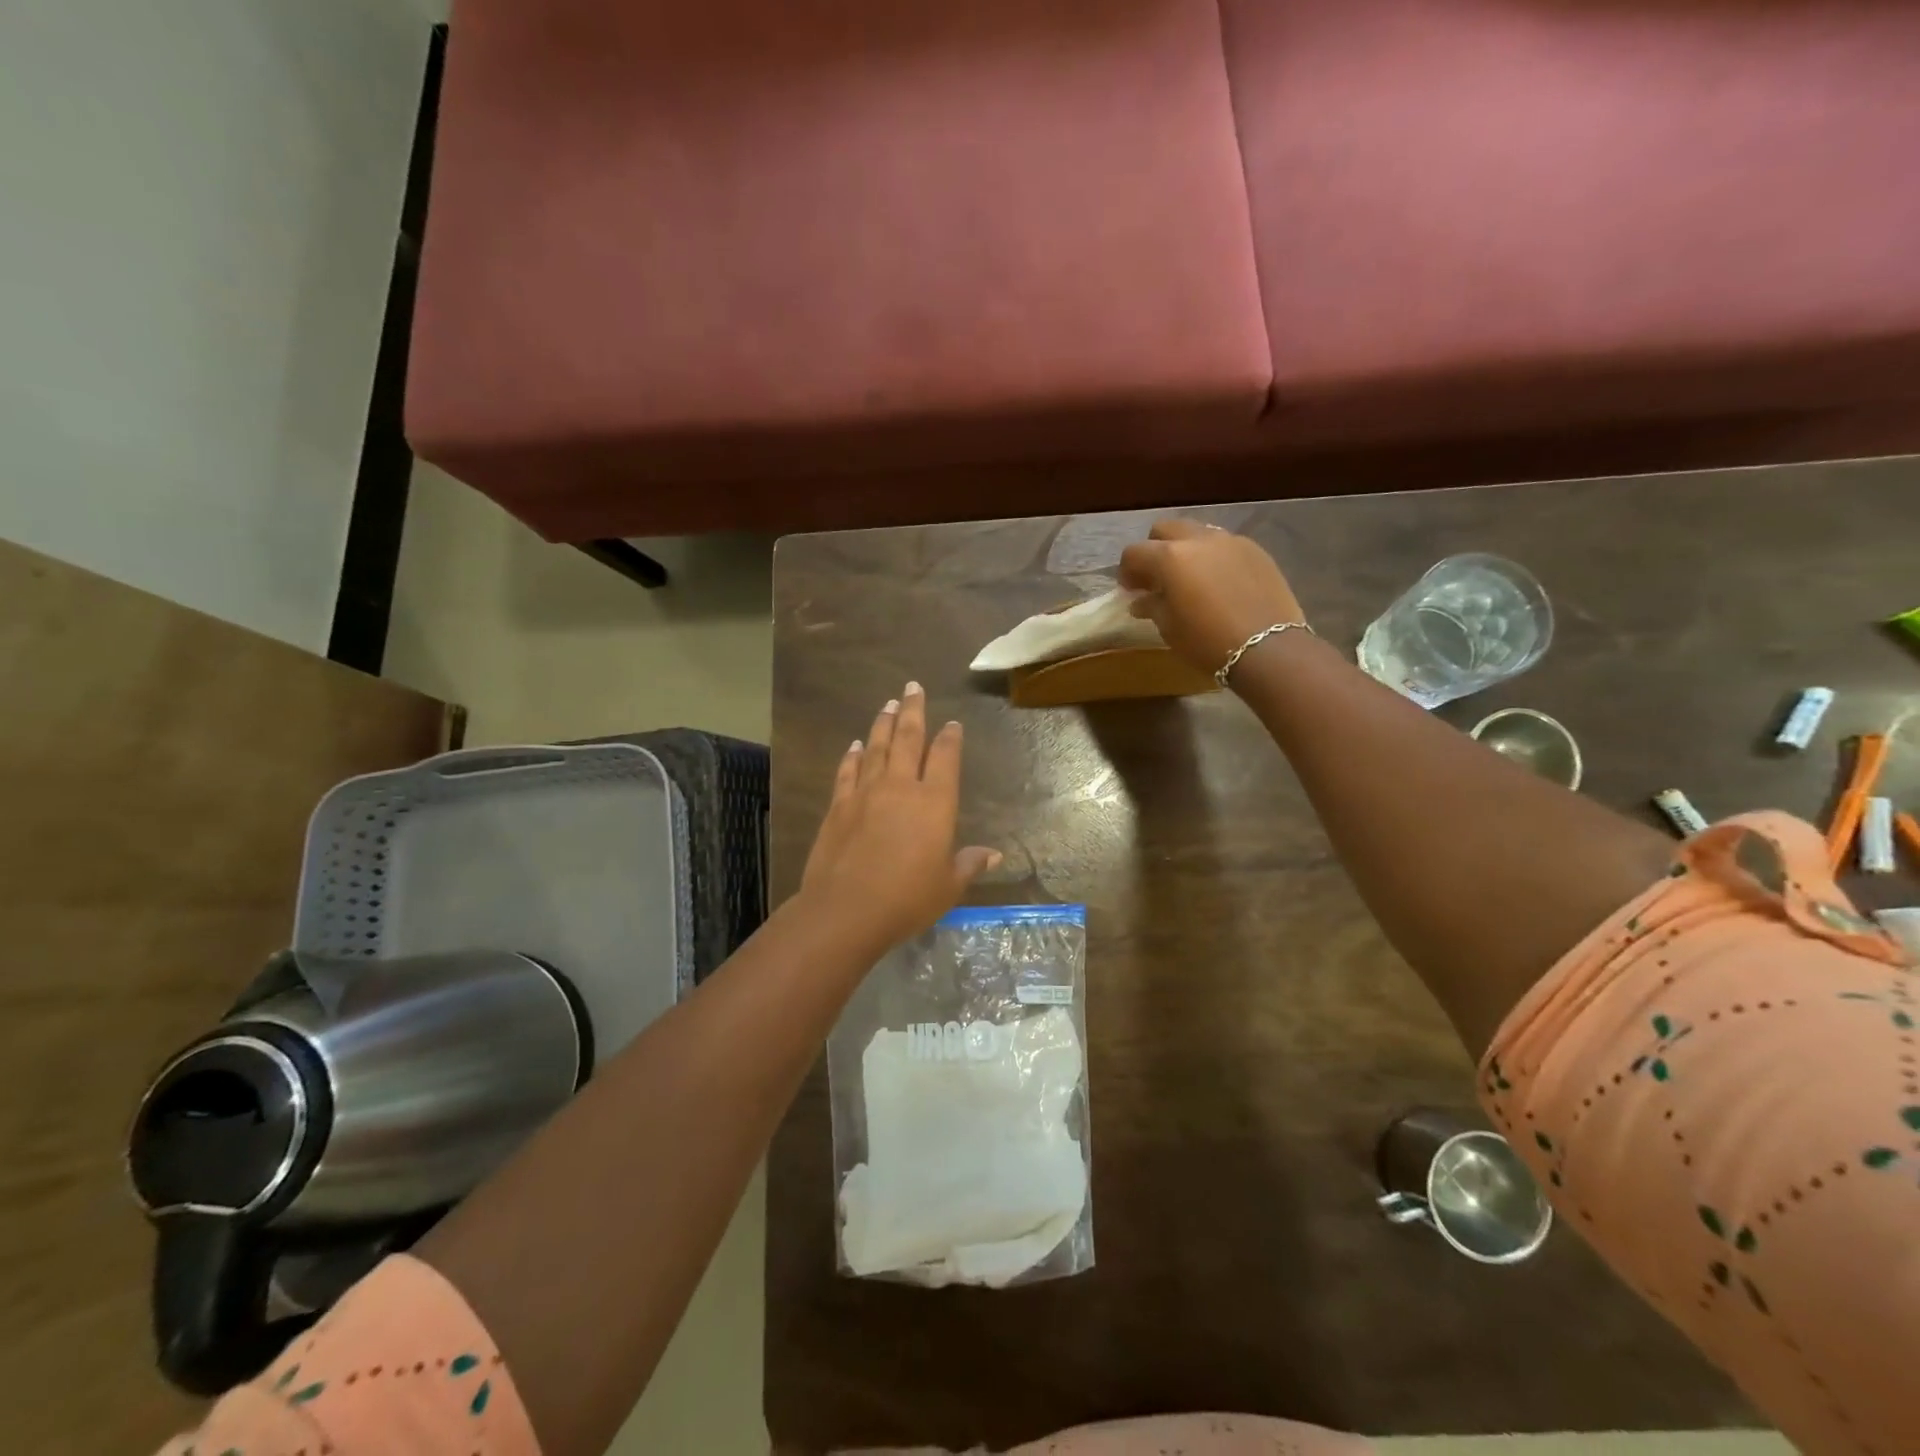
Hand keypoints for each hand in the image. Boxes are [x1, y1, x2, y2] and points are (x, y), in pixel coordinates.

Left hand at [799, 682, 1001, 956]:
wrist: (846, 909)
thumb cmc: (907, 899)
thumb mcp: (948, 886)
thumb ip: (969, 865)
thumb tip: (995, 856)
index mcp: (935, 803)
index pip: (945, 758)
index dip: (950, 738)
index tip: (952, 723)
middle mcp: (901, 787)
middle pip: (908, 738)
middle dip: (913, 710)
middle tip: (912, 686)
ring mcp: (866, 792)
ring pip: (877, 747)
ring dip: (883, 723)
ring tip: (888, 704)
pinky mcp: (838, 805)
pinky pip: (848, 771)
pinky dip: (853, 755)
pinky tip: (856, 745)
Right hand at [1118, 520, 1306, 675]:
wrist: (1268, 648)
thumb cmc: (1207, 641)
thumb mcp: (1170, 628)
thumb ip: (1152, 606)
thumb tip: (1142, 600)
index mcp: (1170, 557)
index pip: (1134, 552)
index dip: (1127, 571)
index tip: (1130, 590)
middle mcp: (1198, 539)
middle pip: (1166, 529)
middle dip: (1155, 549)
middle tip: (1156, 578)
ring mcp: (1230, 541)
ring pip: (1197, 533)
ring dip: (1185, 550)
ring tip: (1189, 578)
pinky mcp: (1256, 550)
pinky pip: (1224, 545)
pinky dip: (1212, 557)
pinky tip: (1217, 583)